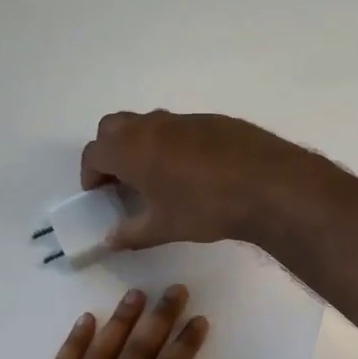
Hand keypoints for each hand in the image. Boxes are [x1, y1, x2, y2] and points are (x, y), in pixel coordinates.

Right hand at [79, 111, 316, 250]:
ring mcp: (183, 119)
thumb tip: (111, 239)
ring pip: (148, 123)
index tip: (98, 193)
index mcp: (131, 149)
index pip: (94, 153)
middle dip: (109, 150)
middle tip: (121, 179)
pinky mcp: (212, 120)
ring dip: (141, 144)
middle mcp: (152, 126)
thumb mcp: (164, 227)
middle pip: (113, 127)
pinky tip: (193, 171)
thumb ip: (132, 233)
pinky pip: (179, 127)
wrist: (268, 184)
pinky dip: (172, 143)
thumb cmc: (205, 207)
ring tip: (156, 176)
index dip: (90, 173)